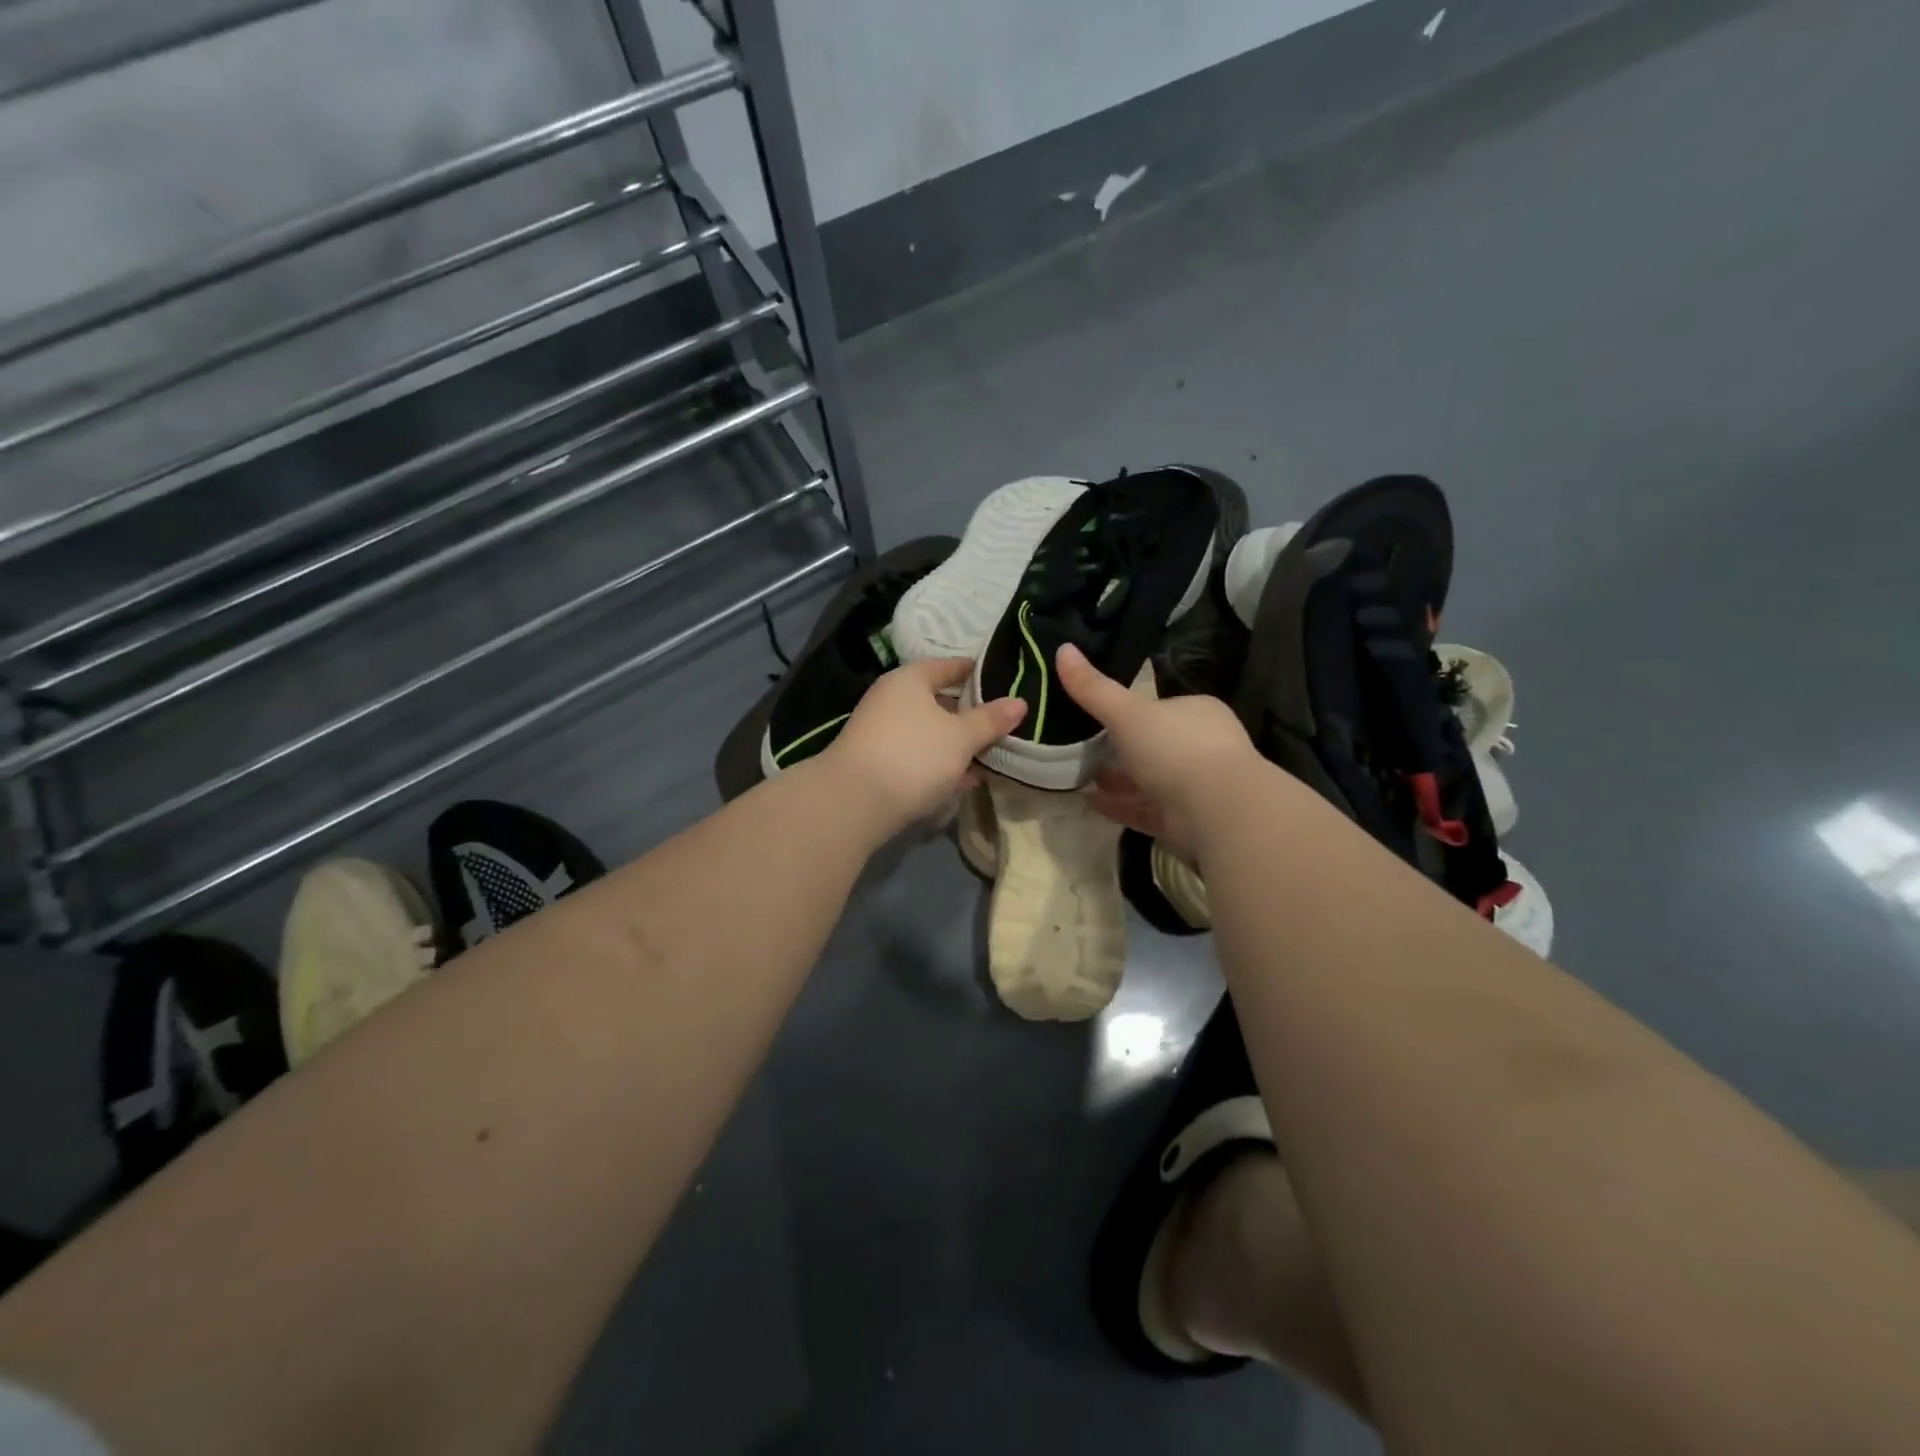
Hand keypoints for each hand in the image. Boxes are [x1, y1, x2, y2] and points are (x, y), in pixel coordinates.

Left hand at [819, 658, 1025, 836]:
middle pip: (938, 701)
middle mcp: (891, 700)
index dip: (976, 672)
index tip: (1003, 680)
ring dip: (956, 745)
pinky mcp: (877, 763)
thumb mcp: (961, 737)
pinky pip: (917, 756)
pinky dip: (939, 765)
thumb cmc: (913, 755)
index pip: (948, 666)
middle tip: (1003, 726)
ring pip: (929, 732)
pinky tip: (963, 782)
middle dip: (970, 716)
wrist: (854, 803)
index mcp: (910, 680)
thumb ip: (990, 720)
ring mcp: (881, 733)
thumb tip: (1019, 702)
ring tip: (990, 758)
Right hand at [1055, 643, 1260, 861]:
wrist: (1219, 811)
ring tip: (1080, 778)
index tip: (1094, 717)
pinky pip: (1145, 809)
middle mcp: (1200, 747)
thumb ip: (1094, 688)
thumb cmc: (1176, 749)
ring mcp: (1194, 786)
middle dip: (1118, 750)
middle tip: (1080, 751)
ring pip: (1148, 780)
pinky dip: (1119, 806)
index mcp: (1195, 713)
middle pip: (1151, 746)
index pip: (1158, 708)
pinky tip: (1090, 804)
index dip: (1127, 712)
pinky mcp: (1185, 820)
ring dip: (1116, 780)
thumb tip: (1062, 649)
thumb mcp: (1128, 713)